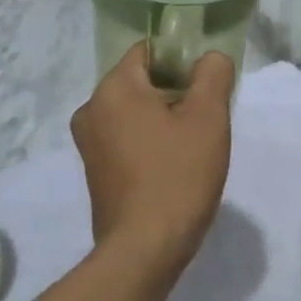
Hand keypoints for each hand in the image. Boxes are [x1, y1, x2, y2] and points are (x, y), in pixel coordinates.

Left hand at [72, 44, 235, 268]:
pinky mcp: (94, 171)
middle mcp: (91, 109)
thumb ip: (213, 75)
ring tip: (192, 147)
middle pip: (141, 82)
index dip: (181, 60)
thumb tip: (210, 58)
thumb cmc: (178, 175)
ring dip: (163, 120)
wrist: (145, 248)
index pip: (148, 51)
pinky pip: (125, 139)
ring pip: (134, 112)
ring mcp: (88, 143)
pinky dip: (148, 142)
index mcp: (113, 88)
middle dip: (174, 93)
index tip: (206, 86)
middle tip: (205, 119)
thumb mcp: (209, 118)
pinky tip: (172, 167)